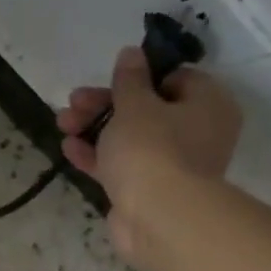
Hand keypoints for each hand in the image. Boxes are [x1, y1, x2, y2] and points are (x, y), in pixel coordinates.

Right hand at [56, 46, 242, 260]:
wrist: (158, 218)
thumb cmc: (152, 149)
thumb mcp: (134, 104)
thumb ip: (129, 78)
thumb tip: (133, 52)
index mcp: (208, 104)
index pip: (175, 78)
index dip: (139, 77)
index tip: (109, 79)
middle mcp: (199, 133)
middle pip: (147, 108)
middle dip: (105, 104)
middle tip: (74, 101)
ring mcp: (175, 165)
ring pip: (131, 138)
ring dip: (96, 128)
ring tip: (63, 124)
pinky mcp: (151, 191)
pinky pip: (123, 165)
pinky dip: (99, 156)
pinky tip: (69, 149)